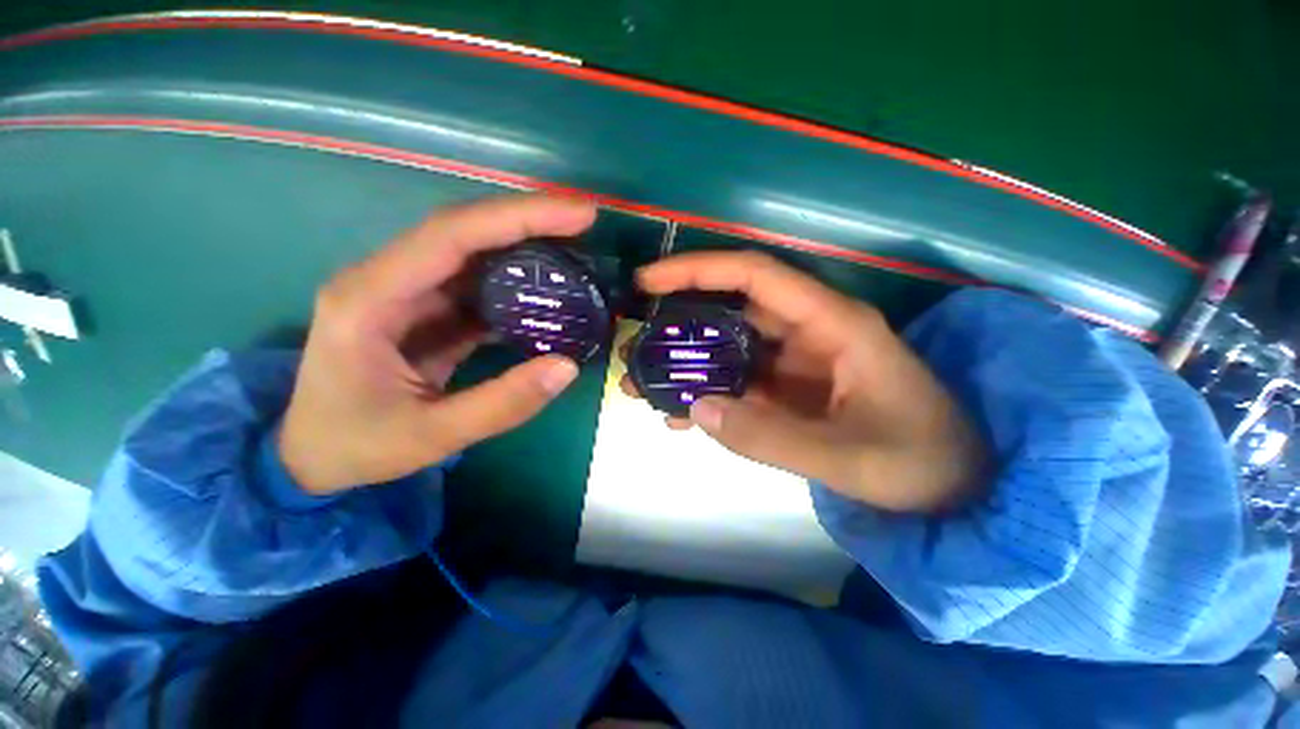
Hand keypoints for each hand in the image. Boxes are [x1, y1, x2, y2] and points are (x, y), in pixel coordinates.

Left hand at [279, 195, 596, 494]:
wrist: (312, 454)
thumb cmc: (357, 445)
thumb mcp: (432, 436)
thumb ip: (502, 404)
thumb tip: (567, 366)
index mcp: (371, 299)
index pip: (451, 236)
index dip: (518, 218)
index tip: (577, 215)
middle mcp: (386, 281)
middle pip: (463, 231)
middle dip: (527, 220)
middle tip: (584, 221)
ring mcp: (407, 293)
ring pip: (472, 253)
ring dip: (524, 246)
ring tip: (575, 250)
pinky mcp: (425, 309)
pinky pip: (476, 284)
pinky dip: (516, 281)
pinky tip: (547, 287)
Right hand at [624, 251, 986, 512]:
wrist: (957, 489)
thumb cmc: (921, 463)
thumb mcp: (848, 457)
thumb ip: (769, 436)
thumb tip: (695, 409)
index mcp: (831, 325)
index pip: (755, 276)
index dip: (699, 270)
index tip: (648, 282)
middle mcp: (808, 332)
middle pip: (730, 311)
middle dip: (677, 325)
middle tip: (633, 347)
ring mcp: (795, 362)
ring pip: (727, 349)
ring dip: (685, 365)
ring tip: (641, 387)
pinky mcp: (788, 389)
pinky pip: (737, 382)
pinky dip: (706, 395)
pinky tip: (680, 417)